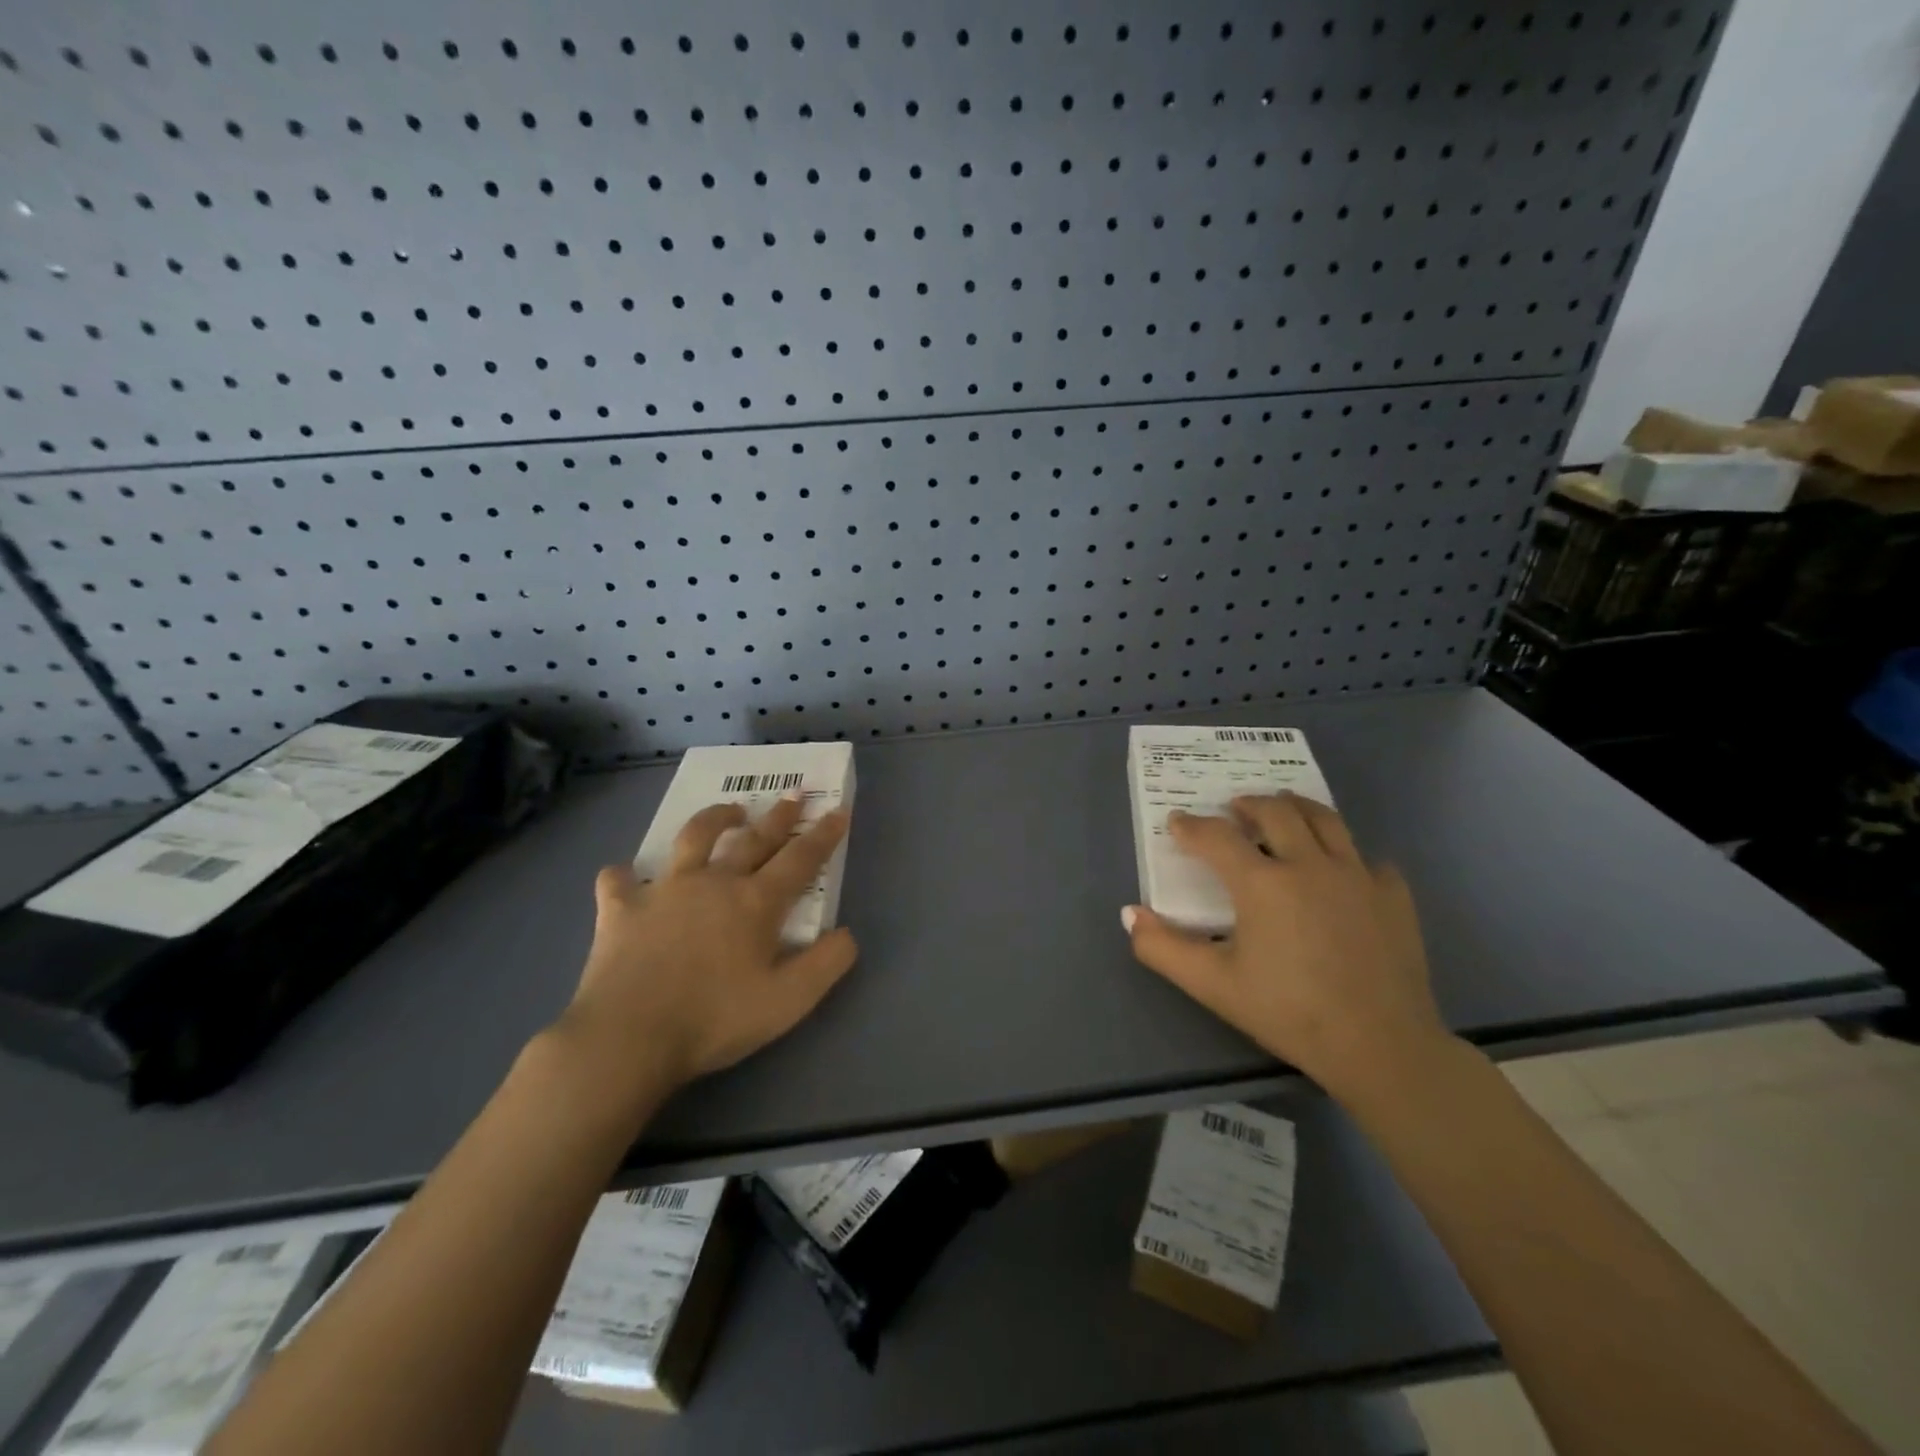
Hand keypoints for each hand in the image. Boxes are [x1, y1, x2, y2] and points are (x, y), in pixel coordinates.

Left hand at [555, 794, 856, 1106]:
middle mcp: (714, 882)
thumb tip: (847, 934)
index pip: (800, 859)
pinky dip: (624, 876)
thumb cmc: (714, 1019)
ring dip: (715, 818)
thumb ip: (825, 965)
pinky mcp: (621, 908)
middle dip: (779, 816)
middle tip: (794, 794)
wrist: (629, 1036)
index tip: (838, 811)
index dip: (823, 835)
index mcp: (755, 902)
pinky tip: (625, 877)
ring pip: (693, 838)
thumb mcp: (788, 1002)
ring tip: (730, 811)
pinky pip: (619, 880)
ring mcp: (664, 890)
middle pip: (754, 839)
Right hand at [1122, 793, 1446, 1094]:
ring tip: (1284, 809)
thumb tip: (1130, 913)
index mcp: (1263, 883)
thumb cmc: (1288, 1012)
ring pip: (1326, 820)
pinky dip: (1347, 855)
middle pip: (1276, 811)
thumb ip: (1162, 948)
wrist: (1381, 1047)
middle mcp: (1310, 864)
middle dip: (1249, 804)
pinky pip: (1367, 859)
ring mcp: (1358, 876)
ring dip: (1297, 808)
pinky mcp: (1395, 895)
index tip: (1178, 822)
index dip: (1191, 826)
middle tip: (1235, 808)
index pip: (1217, 837)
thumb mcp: (1212, 985)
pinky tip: (1341, 871)